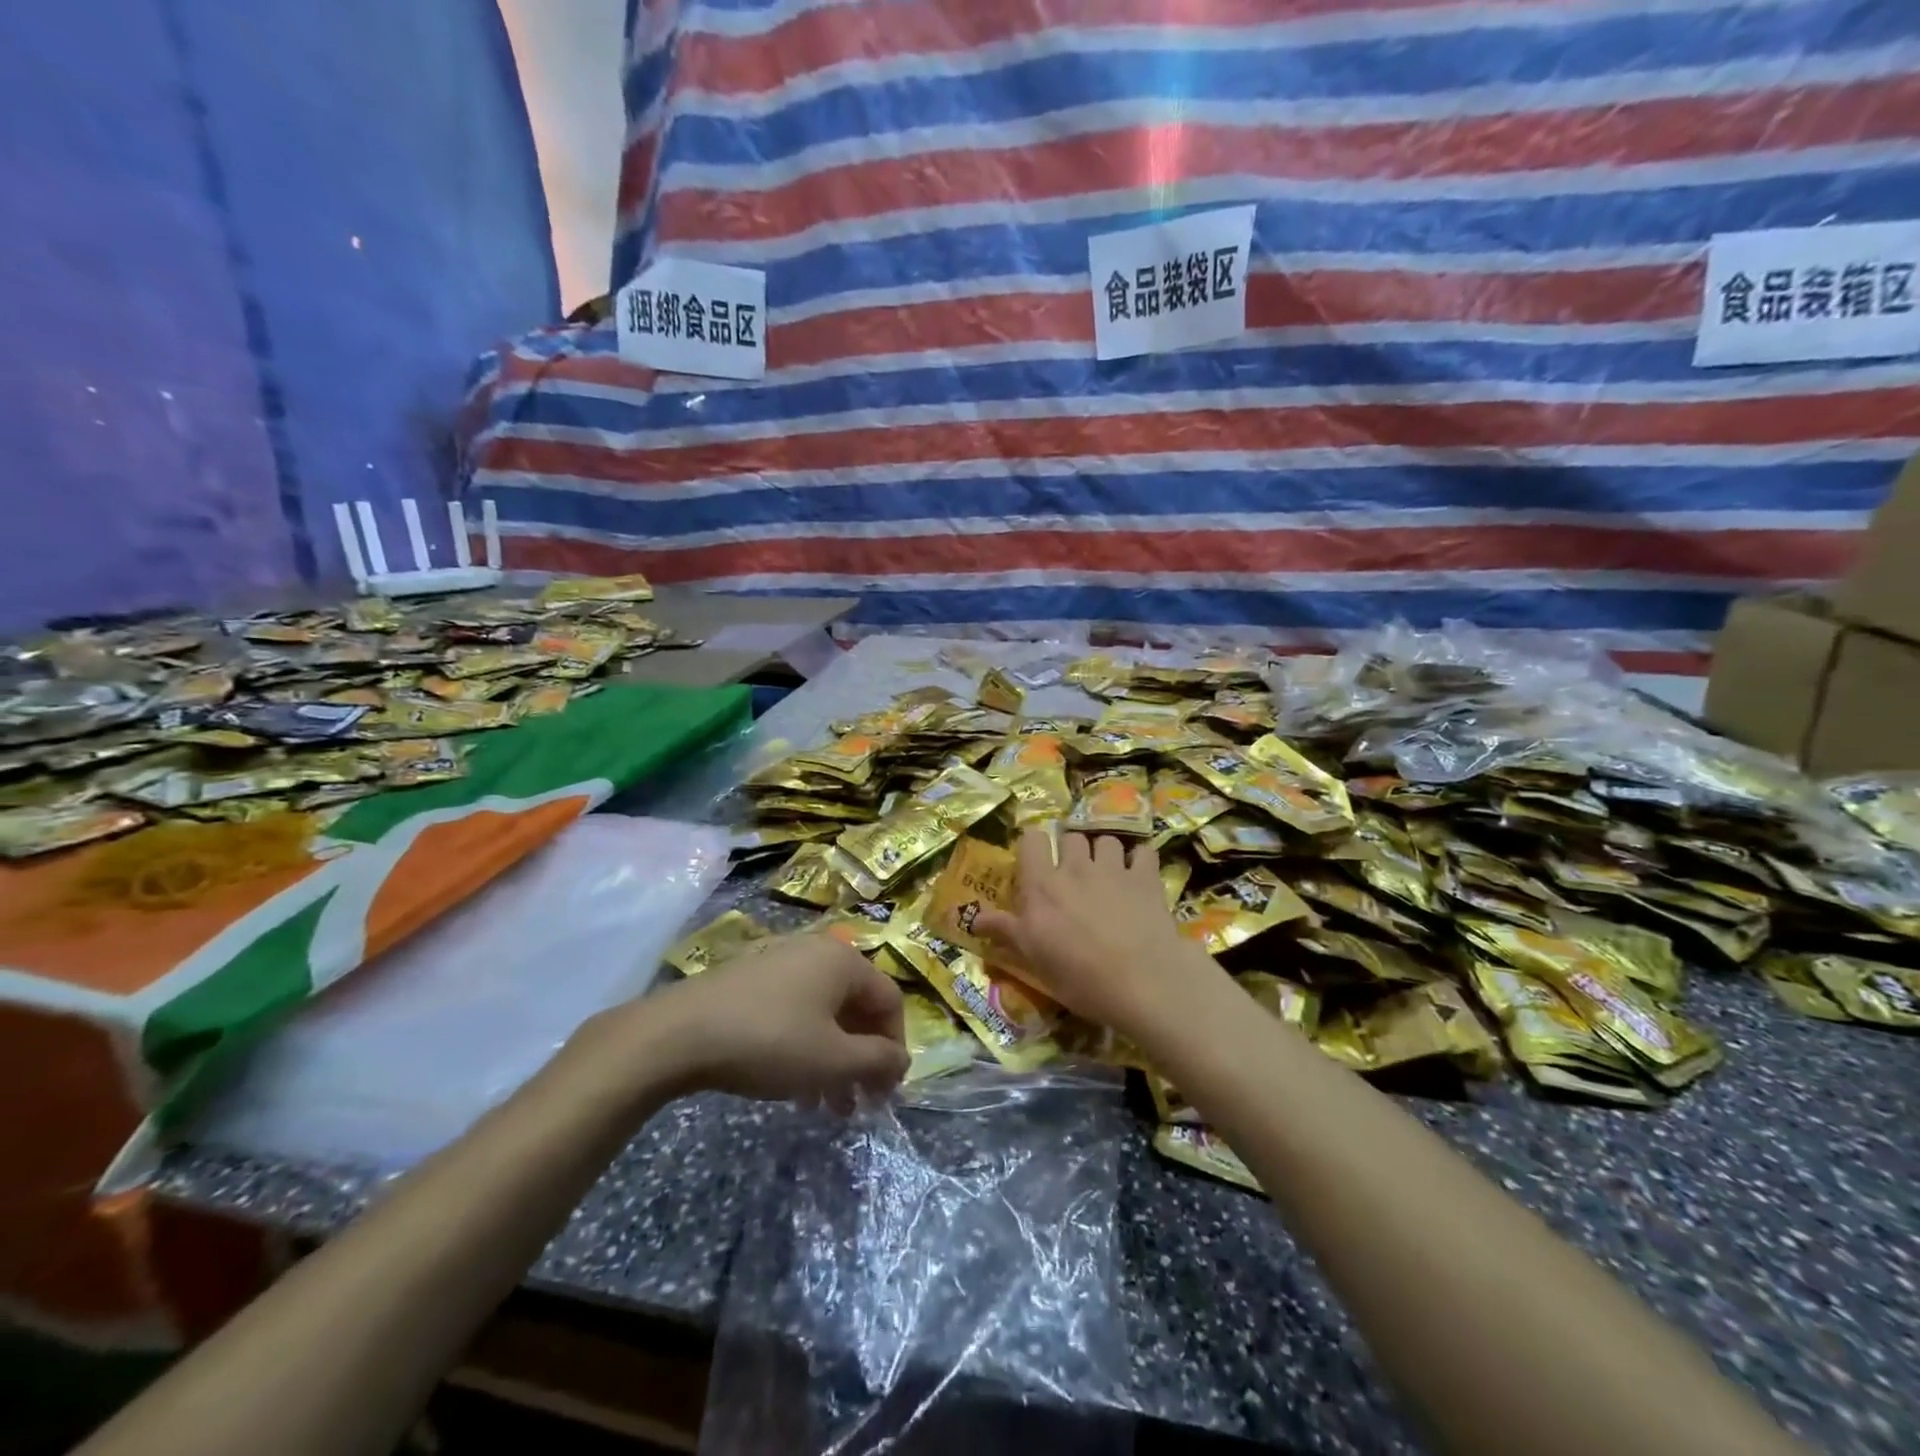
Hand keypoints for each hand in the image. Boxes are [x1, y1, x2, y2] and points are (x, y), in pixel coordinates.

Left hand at [640, 933, 909, 1111]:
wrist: (679, 1033)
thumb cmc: (769, 1041)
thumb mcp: (832, 1060)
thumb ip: (876, 1061)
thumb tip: (901, 1061)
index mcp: (844, 960)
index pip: (889, 1000)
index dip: (895, 1047)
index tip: (887, 1091)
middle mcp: (817, 952)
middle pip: (856, 1007)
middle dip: (861, 1059)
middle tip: (858, 1105)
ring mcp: (781, 963)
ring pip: (824, 1015)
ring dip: (833, 1060)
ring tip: (825, 1107)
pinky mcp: (752, 981)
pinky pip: (795, 1013)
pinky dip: (805, 1048)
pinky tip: (793, 1087)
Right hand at [972, 831, 1224, 1041]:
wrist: (1140, 984)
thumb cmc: (1078, 975)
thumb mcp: (1032, 958)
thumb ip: (1004, 930)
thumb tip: (972, 918)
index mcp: (1043, 884)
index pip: (1032, 839)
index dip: (1034, 845)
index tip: (1037, 861)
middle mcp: (1076, 866)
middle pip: (1071, 836)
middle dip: (1071, 850)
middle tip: (1074, 874)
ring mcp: (1114, 868)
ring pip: (1106, 840)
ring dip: (1104, 852)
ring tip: (1107, 874)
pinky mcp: (1146, 878)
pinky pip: (1143, 852)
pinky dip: (1140, 859)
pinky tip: (1139, 875)